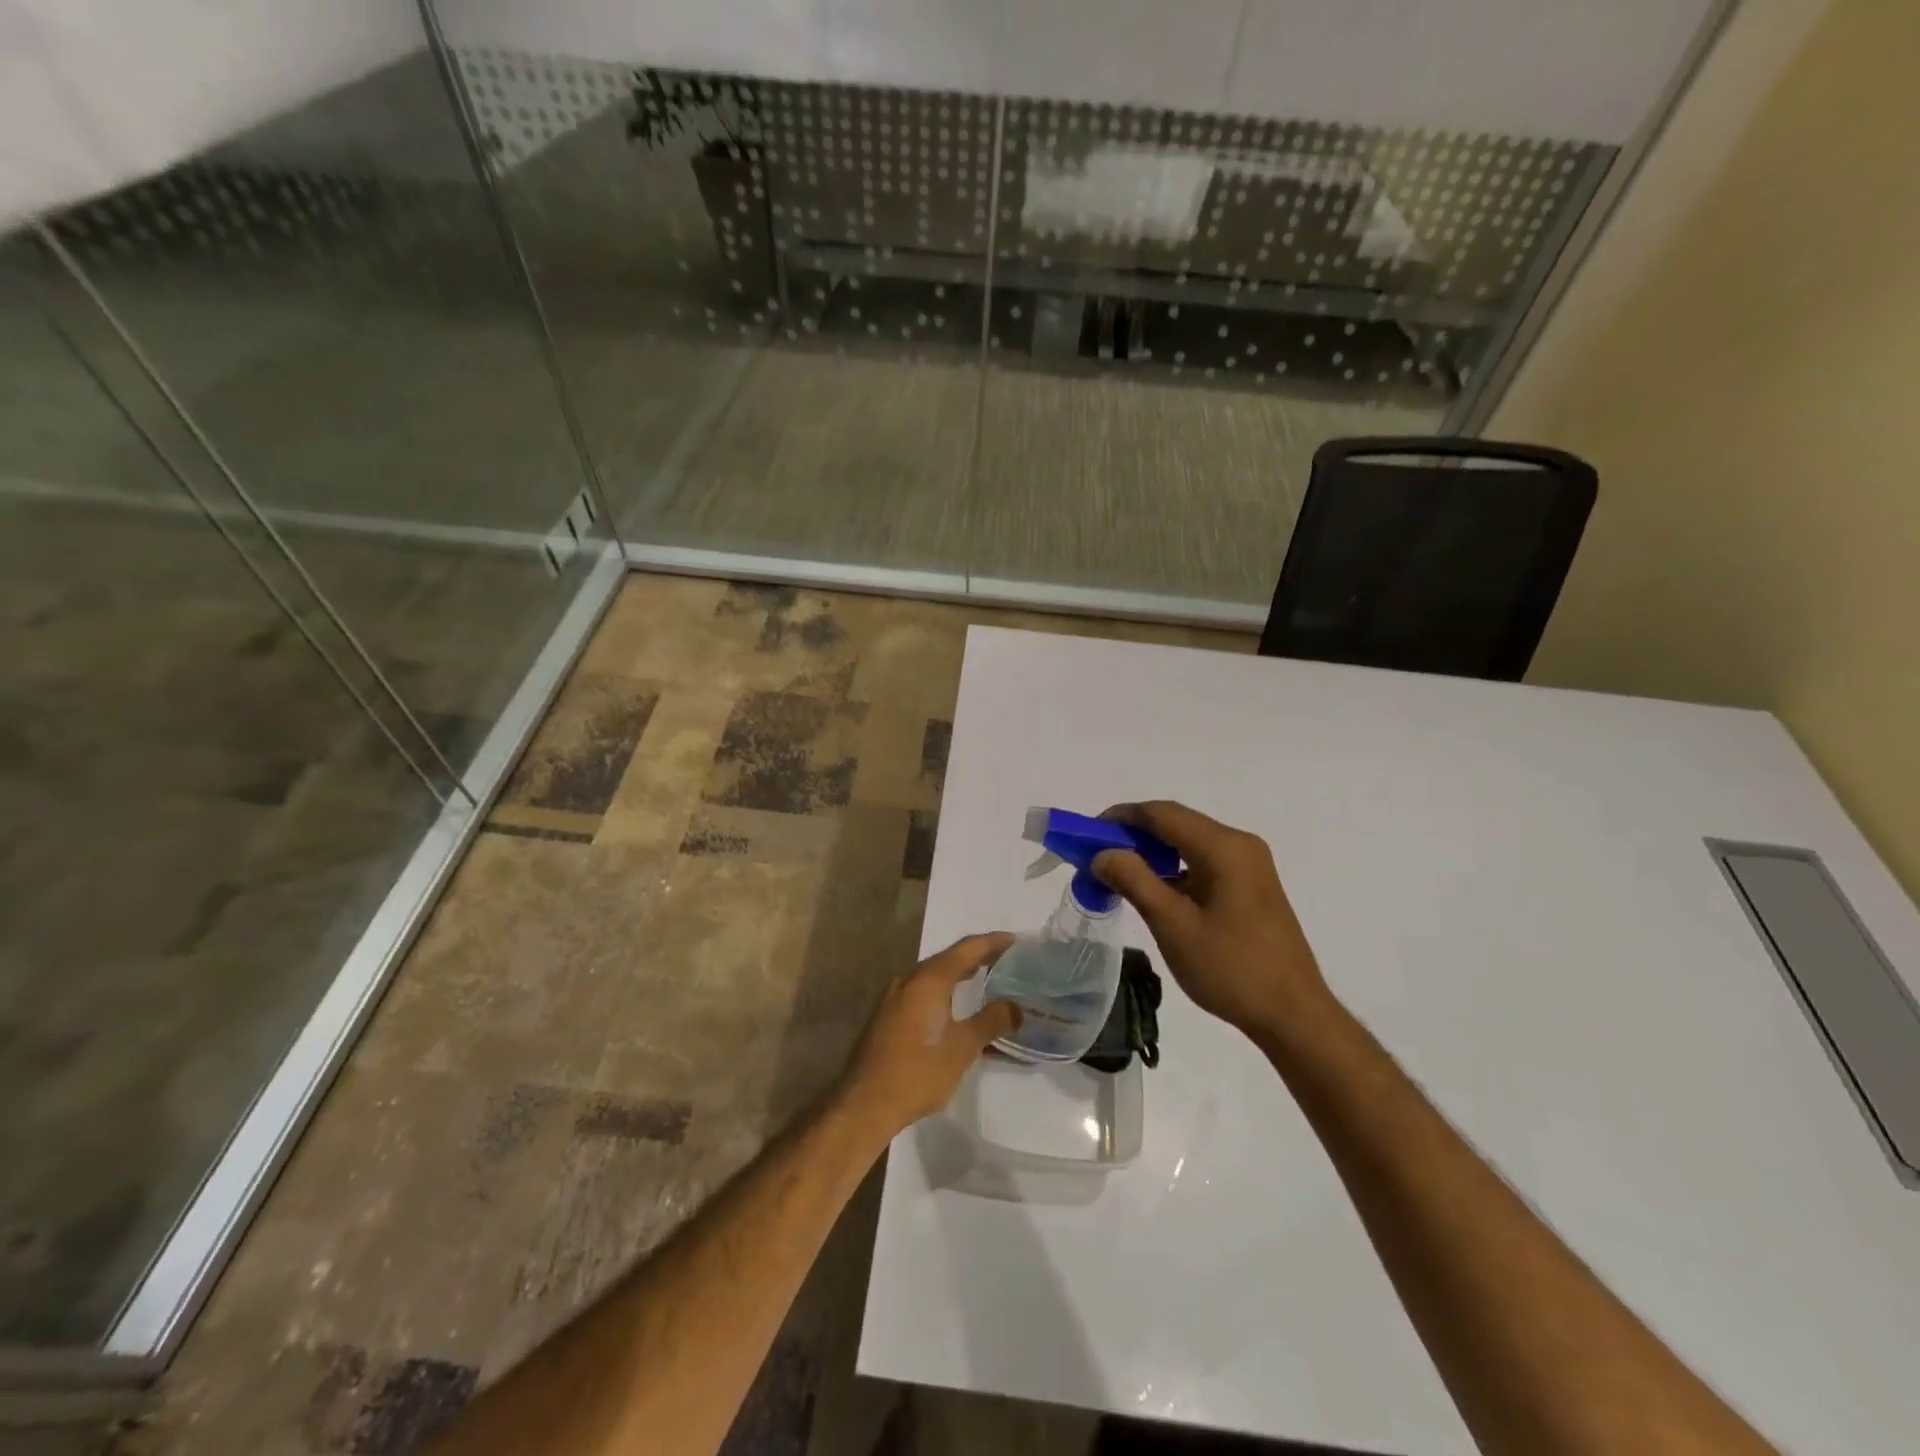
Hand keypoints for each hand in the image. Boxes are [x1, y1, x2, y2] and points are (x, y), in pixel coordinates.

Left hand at [837, 934, 1021, 1139]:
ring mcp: (893, 997)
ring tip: (984, 978)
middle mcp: (909, 979)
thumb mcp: (963, 1047)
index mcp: (928, 980)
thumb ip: (991, 1021)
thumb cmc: (919, 1071)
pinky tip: (954, 1006)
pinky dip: (942, 990)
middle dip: (976, 956)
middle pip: (948, 958)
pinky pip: (921, 991)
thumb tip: (1017, 1007)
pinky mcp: (886, 1015)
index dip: (992, 942)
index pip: (966, 949)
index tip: (1015, 940)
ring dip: (958, 974)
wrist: (865, 1102)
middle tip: (1004, 959)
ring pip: (932, 975)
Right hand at [1092, 801, 1338, 1047]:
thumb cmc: (1231, 969)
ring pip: (1188, 843)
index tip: (1087, 834)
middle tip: (1096, 856)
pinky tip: (1152, 890)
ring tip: (1117, 874)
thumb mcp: (1173, 925)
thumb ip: (1134, 881)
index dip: (1121, 817)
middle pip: (1176, 823)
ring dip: (1152, 852)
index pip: (1162, 814)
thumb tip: (1102, 854)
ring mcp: (1249, 865)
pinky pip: (1202, 862)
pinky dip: (1173, 868)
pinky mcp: (1251, 885)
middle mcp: (1239, 845)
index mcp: (1223, 847)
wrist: (1293, 1015)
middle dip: (1132, 835)